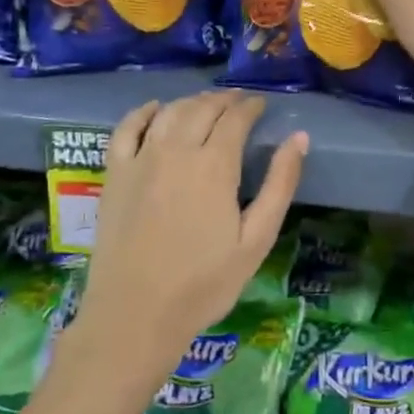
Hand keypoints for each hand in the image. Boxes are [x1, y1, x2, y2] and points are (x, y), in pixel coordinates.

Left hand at [74, 91, 306, 387]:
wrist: (135, 314)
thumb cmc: (203, 284)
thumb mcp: (256, 240)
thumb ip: (280, 185)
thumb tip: (299, 138)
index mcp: (214, 166)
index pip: (235, 118)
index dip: (250, 106)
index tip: (261, 104)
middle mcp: (176, 151)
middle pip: (202, 108)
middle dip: (224, 99)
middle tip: (238, 101)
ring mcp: (140, 159)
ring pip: (169, 112)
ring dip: (191, 101)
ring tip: (206, 104)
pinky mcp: (114, 174)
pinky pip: (125, 128)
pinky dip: (143, 112)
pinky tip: (155, 109)